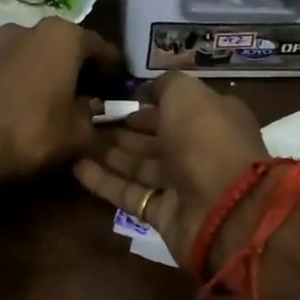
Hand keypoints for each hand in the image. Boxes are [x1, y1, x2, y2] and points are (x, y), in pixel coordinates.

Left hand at [0, 18, 121, 187]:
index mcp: (64, 36)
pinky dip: (26, 80)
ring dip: (51, 73)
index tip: (121, 88)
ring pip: (37, 55)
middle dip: (81, 69)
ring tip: (59, 101)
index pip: (101, 48)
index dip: (115, 70)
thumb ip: (93, 116)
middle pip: (67, 47)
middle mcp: (31, 28)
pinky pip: (14, 67)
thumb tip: (92, 109)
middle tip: (93, 96)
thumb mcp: (77, 133)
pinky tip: (29, 104)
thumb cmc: (31, 133)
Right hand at [73, 72, 268, 268]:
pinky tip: (77, 168)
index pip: (176, 109)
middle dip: (124, 130)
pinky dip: (104, 182)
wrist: (223, 206)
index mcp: (213, 119)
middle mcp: (199, 151)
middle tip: (88, 121)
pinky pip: (130, 194)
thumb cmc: (205, 139)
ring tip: (76, 141)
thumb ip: (164, 86)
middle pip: (156, 138)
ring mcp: (182, 185)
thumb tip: (145, 91)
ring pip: (140, 166)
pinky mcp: (163, 214)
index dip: (148, 104)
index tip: (117, 101)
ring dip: (109, 154)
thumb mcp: (186, 94)